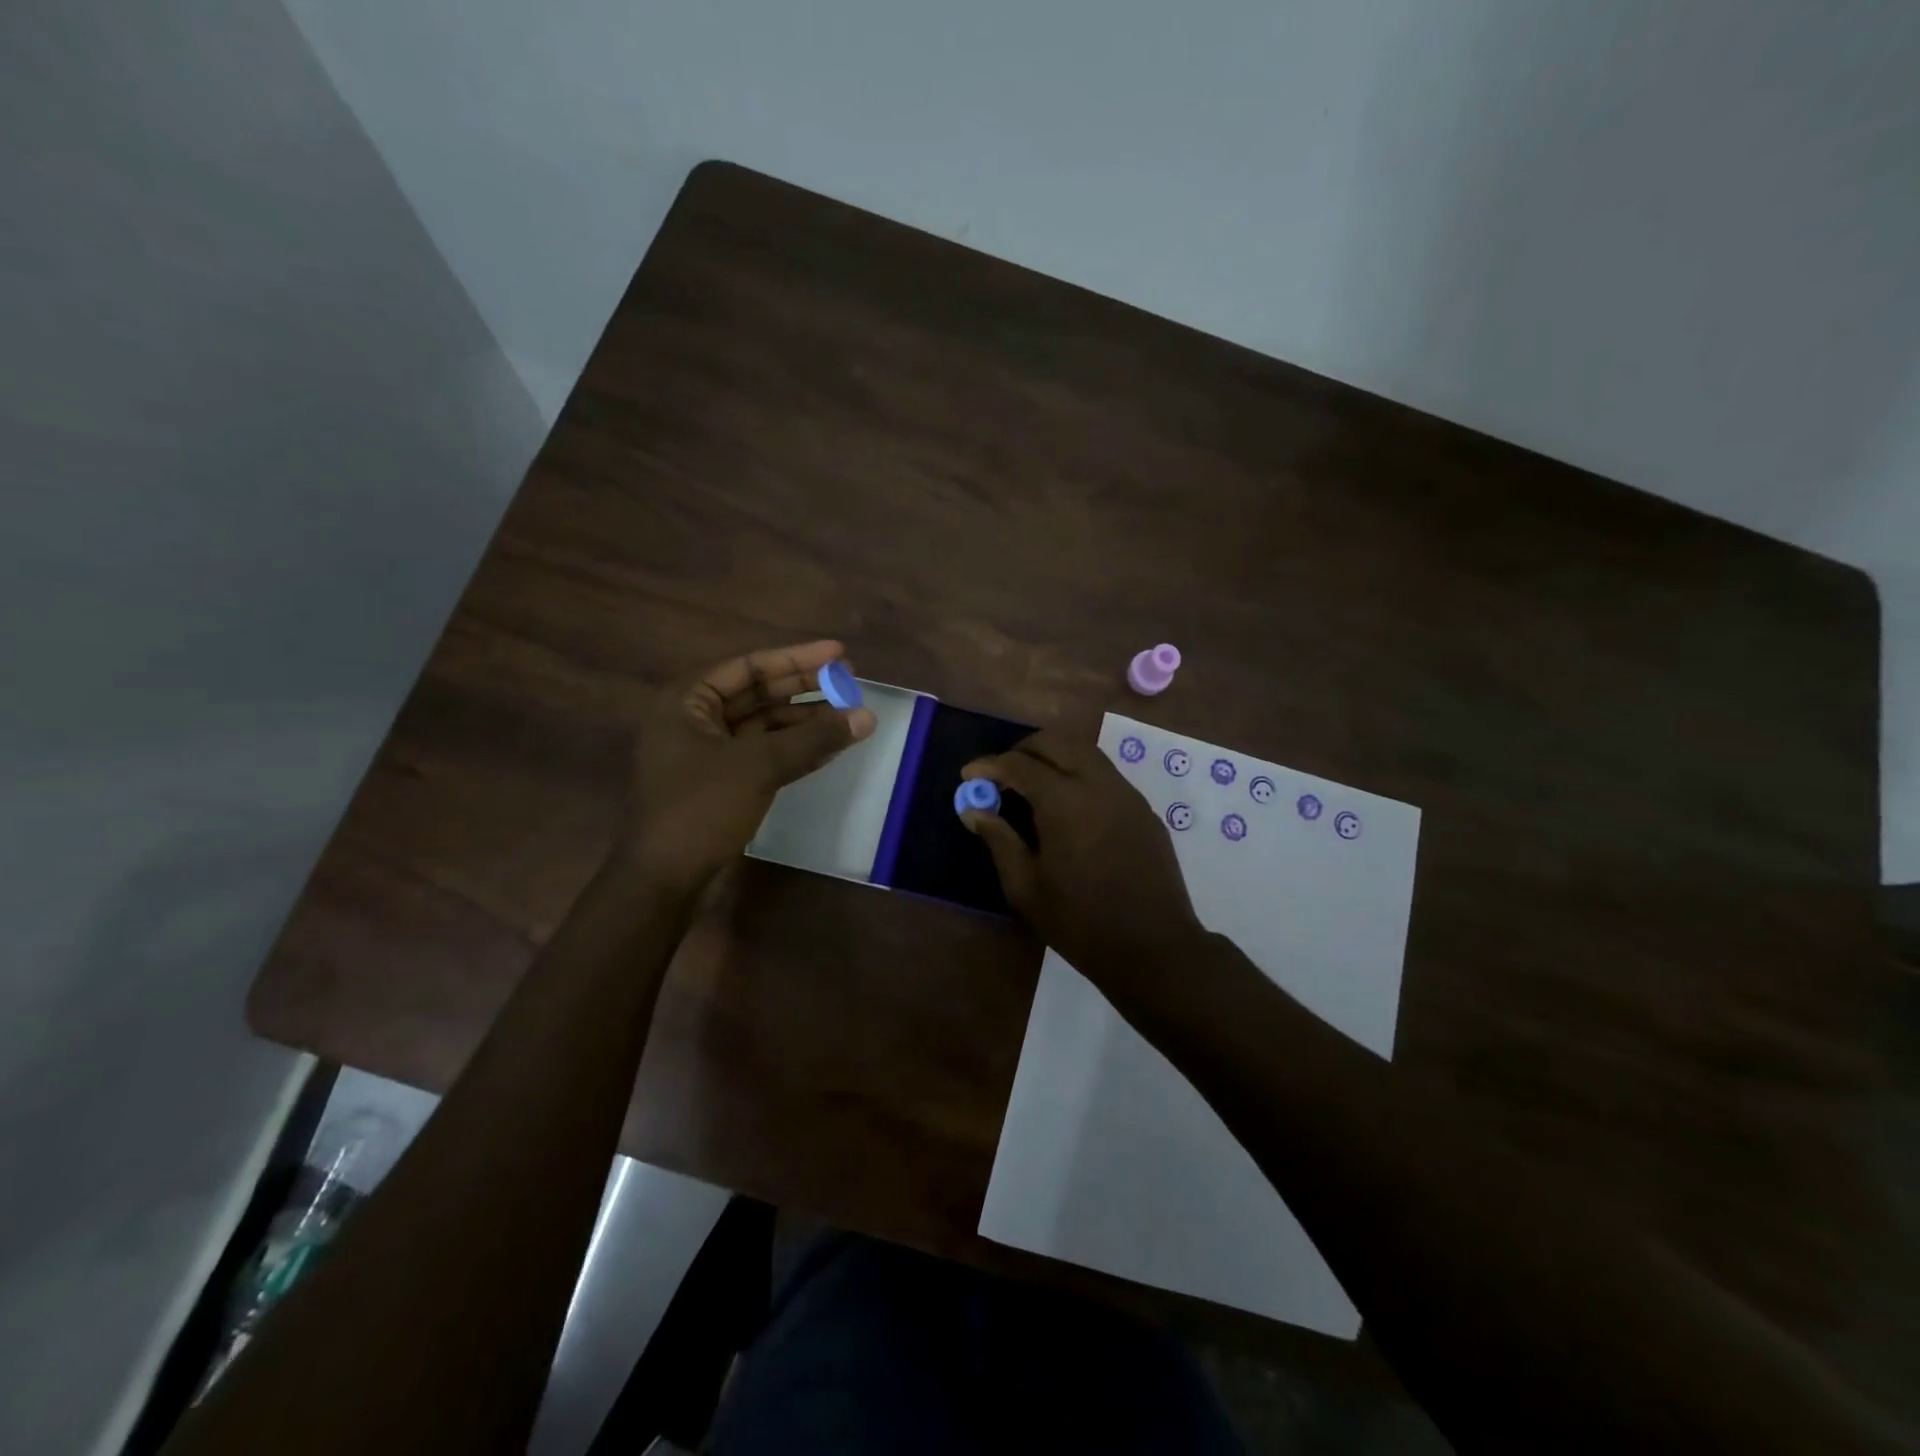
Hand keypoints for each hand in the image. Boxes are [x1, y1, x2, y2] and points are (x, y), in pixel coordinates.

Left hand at [621, 640, 875, 895]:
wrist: (663, 879)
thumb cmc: (701, 808)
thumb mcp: (759, 765)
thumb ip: (813, 737)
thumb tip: (867, 716)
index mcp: (688, 700)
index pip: (750, 666)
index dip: (797, 659)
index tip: (840, 654)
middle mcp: (695, 719)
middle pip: (759, 693)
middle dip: (805, 689)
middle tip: (849, 683)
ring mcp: (708, 753)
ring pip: (765, 726)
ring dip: (805, 722)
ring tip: (849, 717)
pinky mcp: (722, 783)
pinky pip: (764, 754)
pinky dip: (795, 750)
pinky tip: (830, 748)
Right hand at [960, 728, 1203, 994]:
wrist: (1154, 949)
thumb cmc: (1081, 923)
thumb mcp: (1026, 888)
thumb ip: (999, 840)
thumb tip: (973, 809)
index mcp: (1065, 802)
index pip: (1019, 764)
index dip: (989, 766)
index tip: (968, 776)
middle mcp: (1098, 784)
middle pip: (1056, 742)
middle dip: (1023, 749)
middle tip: (1000, 774)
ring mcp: (1127, 794)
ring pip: (1085, 752)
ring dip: (1053, 757)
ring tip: (1031, 785)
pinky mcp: (1144, 809)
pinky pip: (1105, 775)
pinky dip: (1078, 774)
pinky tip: (1067, 807)